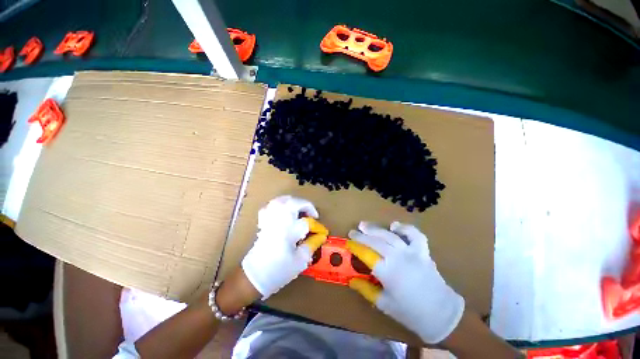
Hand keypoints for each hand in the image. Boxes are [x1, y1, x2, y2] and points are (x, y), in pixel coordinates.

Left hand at [242, 195, 327, 298]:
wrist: (254, 276)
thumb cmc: (278, 270)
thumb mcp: (300, 260)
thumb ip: (312, 244)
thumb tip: (321, 236)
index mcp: (288, 231)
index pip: (307, 222)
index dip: (317, 226)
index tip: (322, 232)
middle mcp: (279, 221)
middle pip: (294, 203)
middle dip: (306, 206)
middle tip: (312, 215)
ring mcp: (270, 220)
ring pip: (281, 200)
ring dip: (294, 202)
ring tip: (300, 209)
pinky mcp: (263, 222)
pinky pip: (270, 206)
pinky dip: (279, 204)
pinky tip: (284, 210)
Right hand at [347, 221, 464, 343]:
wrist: (442, 314)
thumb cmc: (411, 313)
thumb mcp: (384, 304)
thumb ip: (366, 290)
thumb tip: (352, 280)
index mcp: (387, 272)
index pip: (366, 254)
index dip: (355, 246)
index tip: (348, 242)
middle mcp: (397, 258)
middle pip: (375, 241)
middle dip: (361, 235)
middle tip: (353, 231)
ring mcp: (411, 252)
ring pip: (389, 235)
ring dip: (375, 229)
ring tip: (365, 225)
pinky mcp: (422, 251)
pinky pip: (414, 234)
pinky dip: (404, 228)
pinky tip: (394, 226)